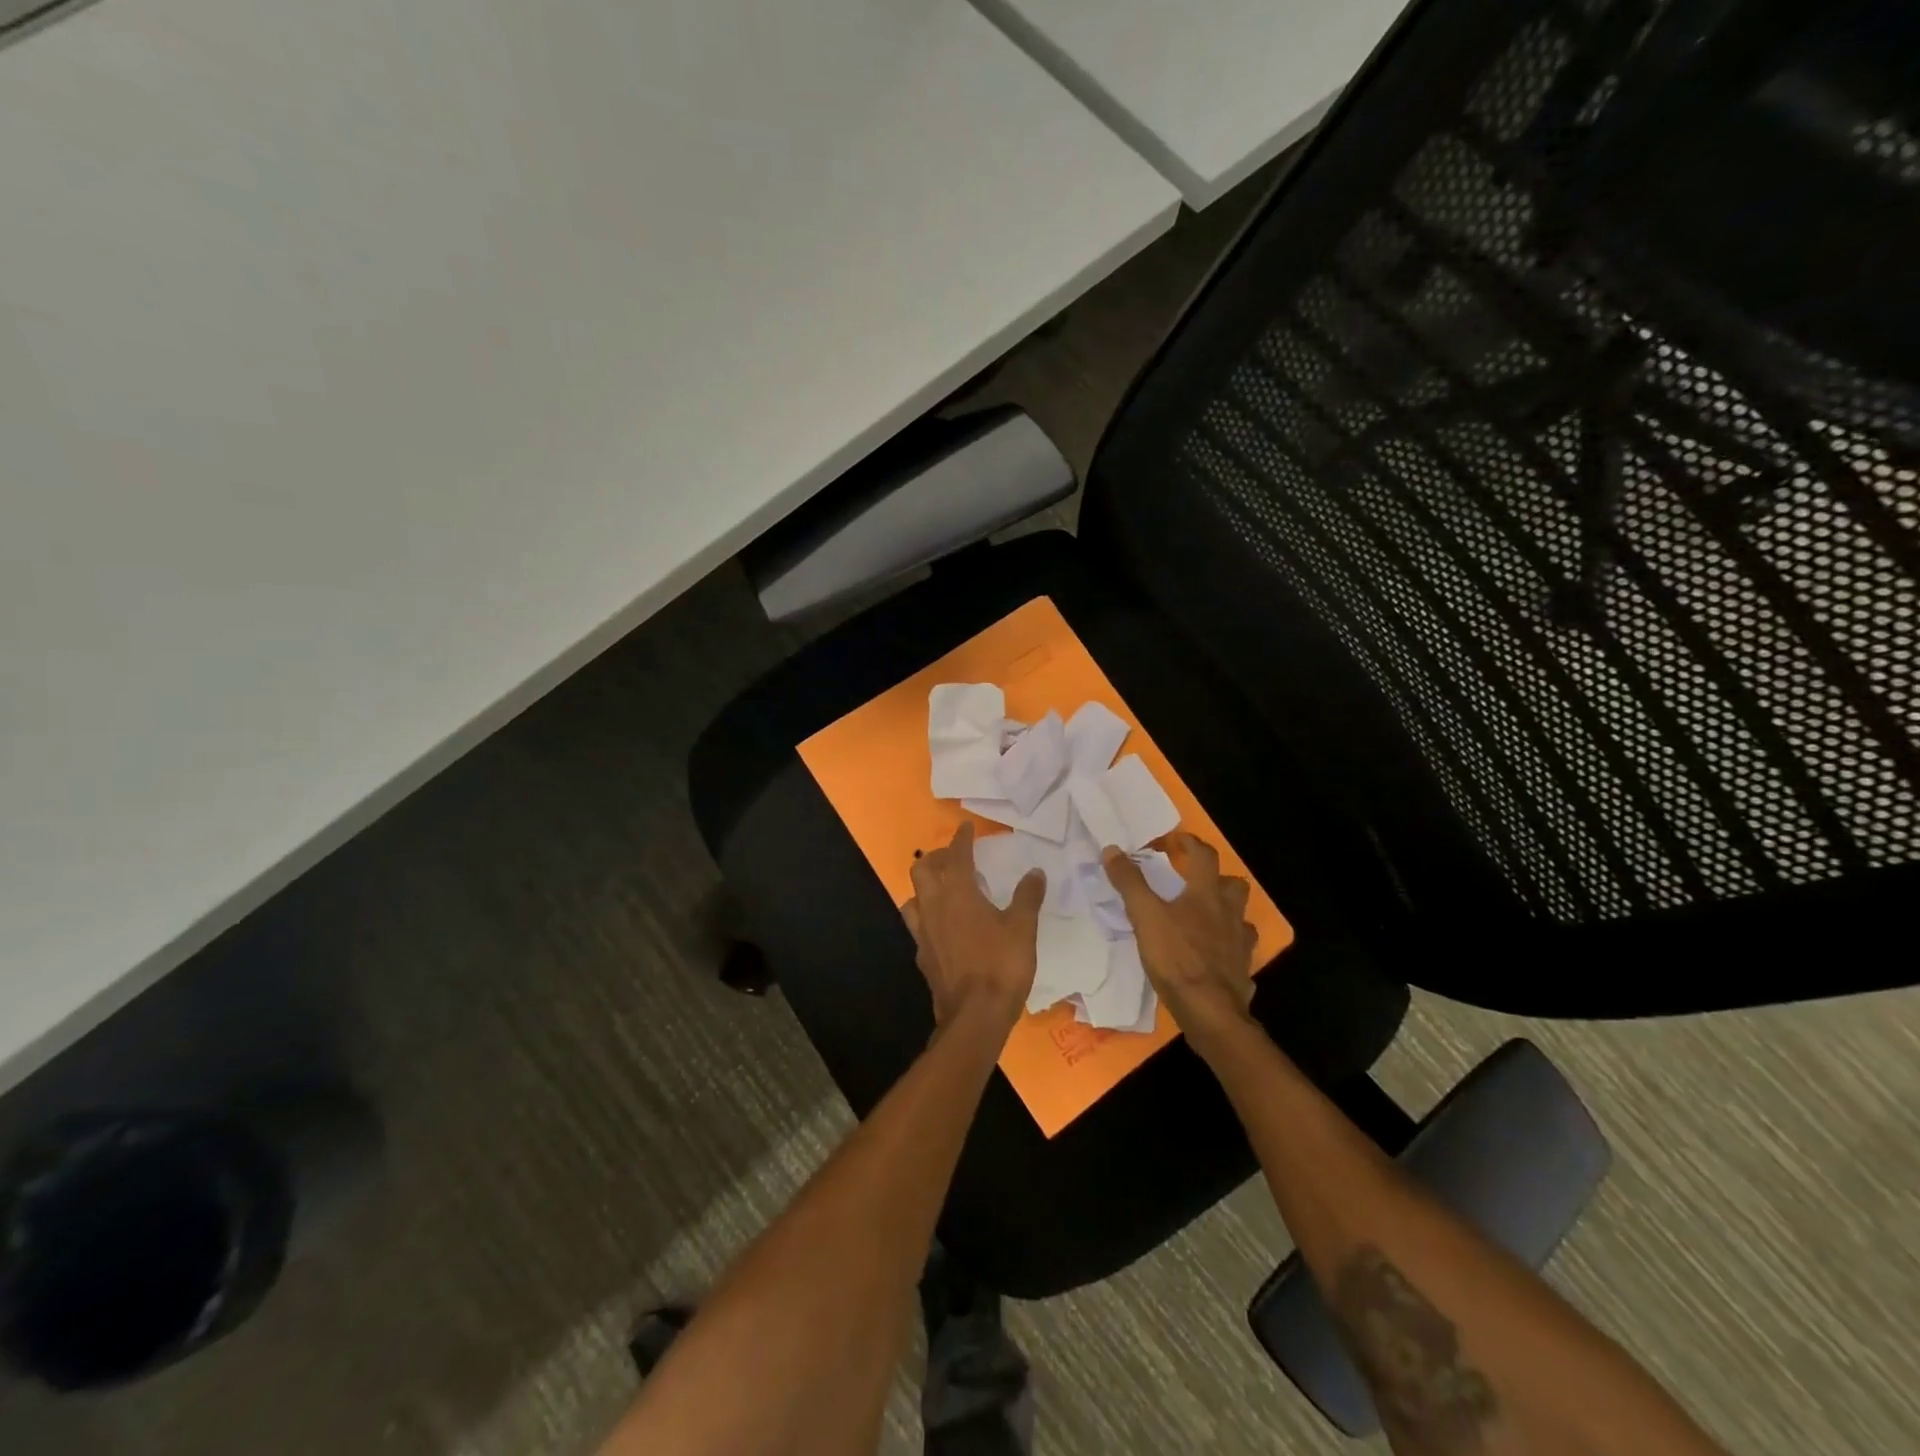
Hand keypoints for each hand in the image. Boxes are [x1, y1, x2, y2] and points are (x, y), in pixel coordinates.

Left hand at [904, 821, 1045, 1030]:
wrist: (974, 1016)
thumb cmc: (1001, 966)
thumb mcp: (1023, 928)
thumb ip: (1027, 897)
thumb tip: (1035, 873)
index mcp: (959, 894)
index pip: (957, 856)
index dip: (962, 839)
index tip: (966, 827)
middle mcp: (934, 908)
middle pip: (922, 871)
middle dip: (935, 858)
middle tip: (952, 858)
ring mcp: (923, 934)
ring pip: (912, 899)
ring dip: (924, 888)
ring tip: (941, 890)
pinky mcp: (922, 957)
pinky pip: (918, 927)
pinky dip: (927, 918)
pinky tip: (941, 928)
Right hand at [1102, 831, 1256, 1047]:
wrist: (1210, 1011)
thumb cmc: (1177, 958)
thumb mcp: (1144, 917)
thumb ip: (1129, 883)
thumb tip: (1112, 849)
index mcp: (1206, 895)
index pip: (1204, 856)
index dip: (1190, 843)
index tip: (1176, 840)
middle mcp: (1229, 914)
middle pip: (1234, 885)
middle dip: (1218, 878)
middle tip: (1195, 882)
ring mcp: (1240, 944)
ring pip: (1241, 918)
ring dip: (1226, 912)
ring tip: (1205, 918)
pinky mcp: (1242, 970)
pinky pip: (1240, 951)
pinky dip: (1228, 947)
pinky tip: (1213, 956)